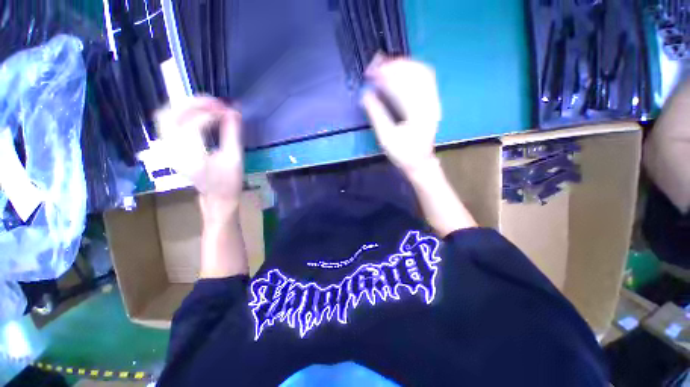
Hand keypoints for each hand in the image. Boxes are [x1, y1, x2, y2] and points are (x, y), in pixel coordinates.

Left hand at [156, 97, 243, 226]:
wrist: (217, 197)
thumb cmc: (229, 181)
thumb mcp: (235, 158)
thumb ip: (233, 133)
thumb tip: (234, 112)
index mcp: (190, 157)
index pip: (193, 124)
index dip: (212, 113)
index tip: (229, 111)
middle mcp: (172, 151)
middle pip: (169, 115)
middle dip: (192, 103)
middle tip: (215, 102)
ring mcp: (167, 149)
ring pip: (164, 117)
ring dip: (184, 106)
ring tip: (206, 105)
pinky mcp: (169, 148)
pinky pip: (168, 124)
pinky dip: (181, 114)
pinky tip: (197, 114)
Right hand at [361, 54, 441, 176]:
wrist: (420, 162)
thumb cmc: (402, 153)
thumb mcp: (386, 138)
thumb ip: (376, 114)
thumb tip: (365, 95)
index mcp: (418, 113)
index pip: (403, 84)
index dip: (386, 74)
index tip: (371, 71)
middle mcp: (430, 103)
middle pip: (416, 72)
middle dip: (395, 64)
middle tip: (377, 64)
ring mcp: (433, 101)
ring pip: (422, 72)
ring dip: (403, 65)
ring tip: (385, 65)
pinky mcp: (432, 102)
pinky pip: (425, 79)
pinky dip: (410, 72)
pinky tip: (399, 72)